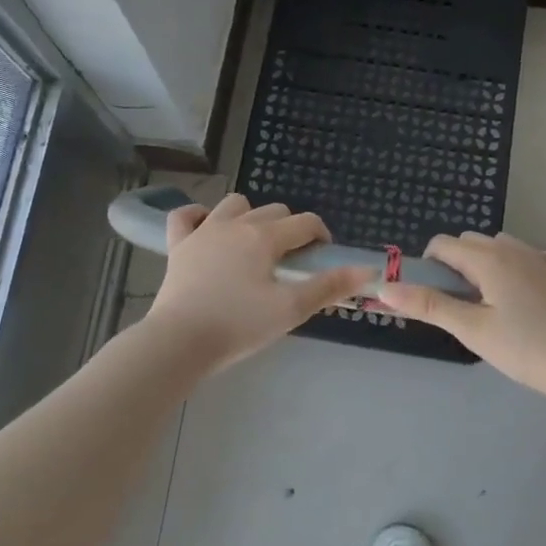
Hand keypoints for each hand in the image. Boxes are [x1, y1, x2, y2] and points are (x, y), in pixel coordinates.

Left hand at [143, 194, 374, 373]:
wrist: (180, 341)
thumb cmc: (240, 325)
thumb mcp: (291, 309)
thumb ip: (329, 286)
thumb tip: (367, 270)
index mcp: (265, 237)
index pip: (305, 223)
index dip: (321, 237)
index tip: (322, 259)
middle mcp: (235, 224)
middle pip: (274, 211)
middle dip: (289, 229)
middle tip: (291, 262)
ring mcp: (203, 232)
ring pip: (233, 205)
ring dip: (249, 216)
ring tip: (253, 245)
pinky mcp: (178, 246)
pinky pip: (184, 216)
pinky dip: (197, 217)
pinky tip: (205, 229)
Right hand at [379, 232, 545, 400]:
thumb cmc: (525, 347)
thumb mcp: (471, 329)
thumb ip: (428, 306)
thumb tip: (386, 287)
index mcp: (488, 258)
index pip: (443, 244)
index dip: (427, 264)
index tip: (431, 296)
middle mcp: (514, 248)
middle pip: (471, 242)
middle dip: (455, 264)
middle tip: (458, 305)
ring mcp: (542, 258)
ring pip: (501, 247)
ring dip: (485, 263)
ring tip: (489, 303)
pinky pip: (530, 257)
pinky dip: (517, 267)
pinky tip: (523, 295)